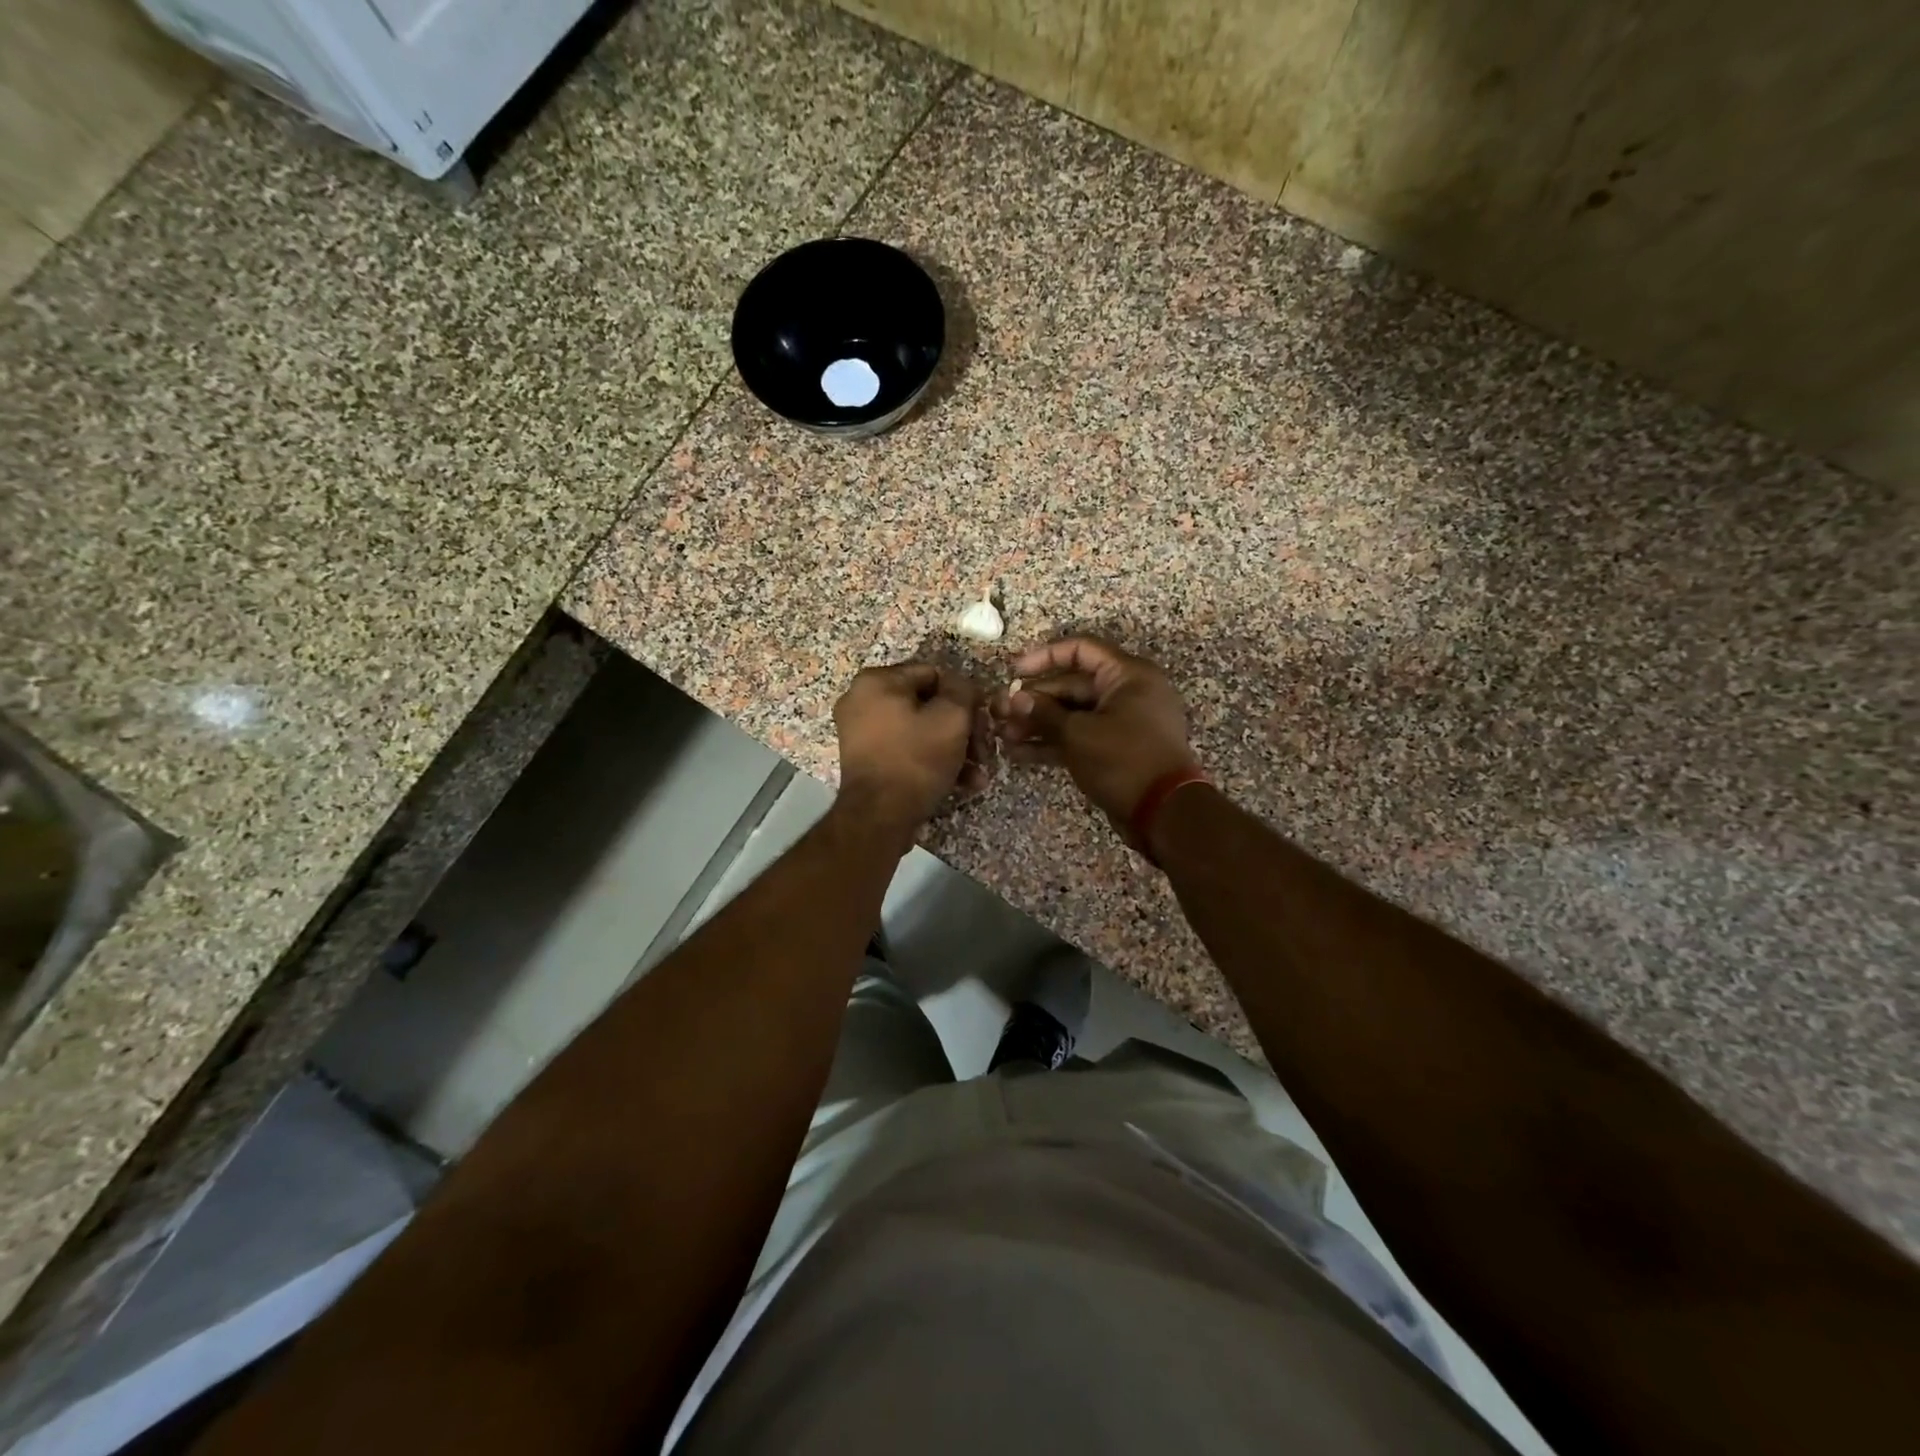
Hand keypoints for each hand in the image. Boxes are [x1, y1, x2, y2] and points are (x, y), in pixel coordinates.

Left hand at [833, 662, 988, 838]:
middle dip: (962, 730)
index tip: (984, 720)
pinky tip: (962, 783)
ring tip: (978, 774)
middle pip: (927, 705)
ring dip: (954, 750)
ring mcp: (860, 732)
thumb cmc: (916, 759)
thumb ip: (962, 690)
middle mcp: (861, 700)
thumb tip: (961, 686)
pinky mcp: (866, 761)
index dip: (965, 696)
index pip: (934, 674)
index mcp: (876, 681)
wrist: (878, 818)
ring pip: (920, 731)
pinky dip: (932, 762)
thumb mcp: (952, 718)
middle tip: (984, 752)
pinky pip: (906, 750)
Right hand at [994, 636, 1197, 838]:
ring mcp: (1122, 722)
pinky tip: (1019, 753)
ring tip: (1003, 735)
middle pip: (1073, 685)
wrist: (1164, 813)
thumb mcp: (1078, 734)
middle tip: (999, 713)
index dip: (1044, 657)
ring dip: (1038, 723)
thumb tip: (1014, 698)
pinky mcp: (1116, 749)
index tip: (1013, 671)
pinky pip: (1080, 736)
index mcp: (1127, 675)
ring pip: (1073, 714)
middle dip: (1034, 700)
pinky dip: (1053, 742)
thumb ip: (1043, 713)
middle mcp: (1127, 692)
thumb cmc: (1124, 760)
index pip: (1081, 650)